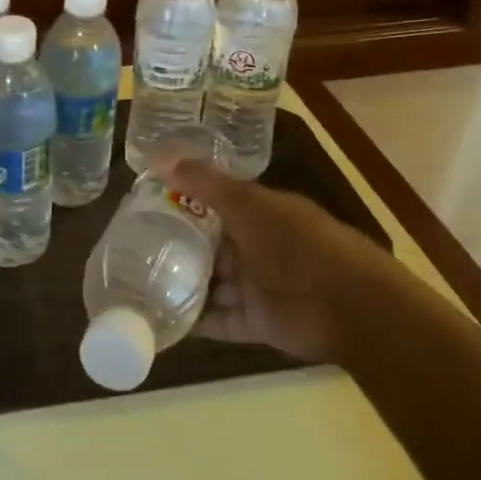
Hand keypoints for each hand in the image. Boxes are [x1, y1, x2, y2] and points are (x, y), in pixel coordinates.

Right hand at [157, 154, 396, 364]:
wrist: (350, 307)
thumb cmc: (298, 245)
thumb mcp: (249, 205)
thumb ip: (206, 183)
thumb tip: (159, 156)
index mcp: (258, 214)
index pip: (213, 206)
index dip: (181, 204)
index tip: (142, 206)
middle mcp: (255, 248)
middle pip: (208, 247)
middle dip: (175, 248)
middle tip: (130, 249)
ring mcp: (256, 287)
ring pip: (210, 284)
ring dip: (181, 285)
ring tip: (137, 285)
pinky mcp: (256, 323)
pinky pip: (218, 320)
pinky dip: (194, 321)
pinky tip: (159, 319)